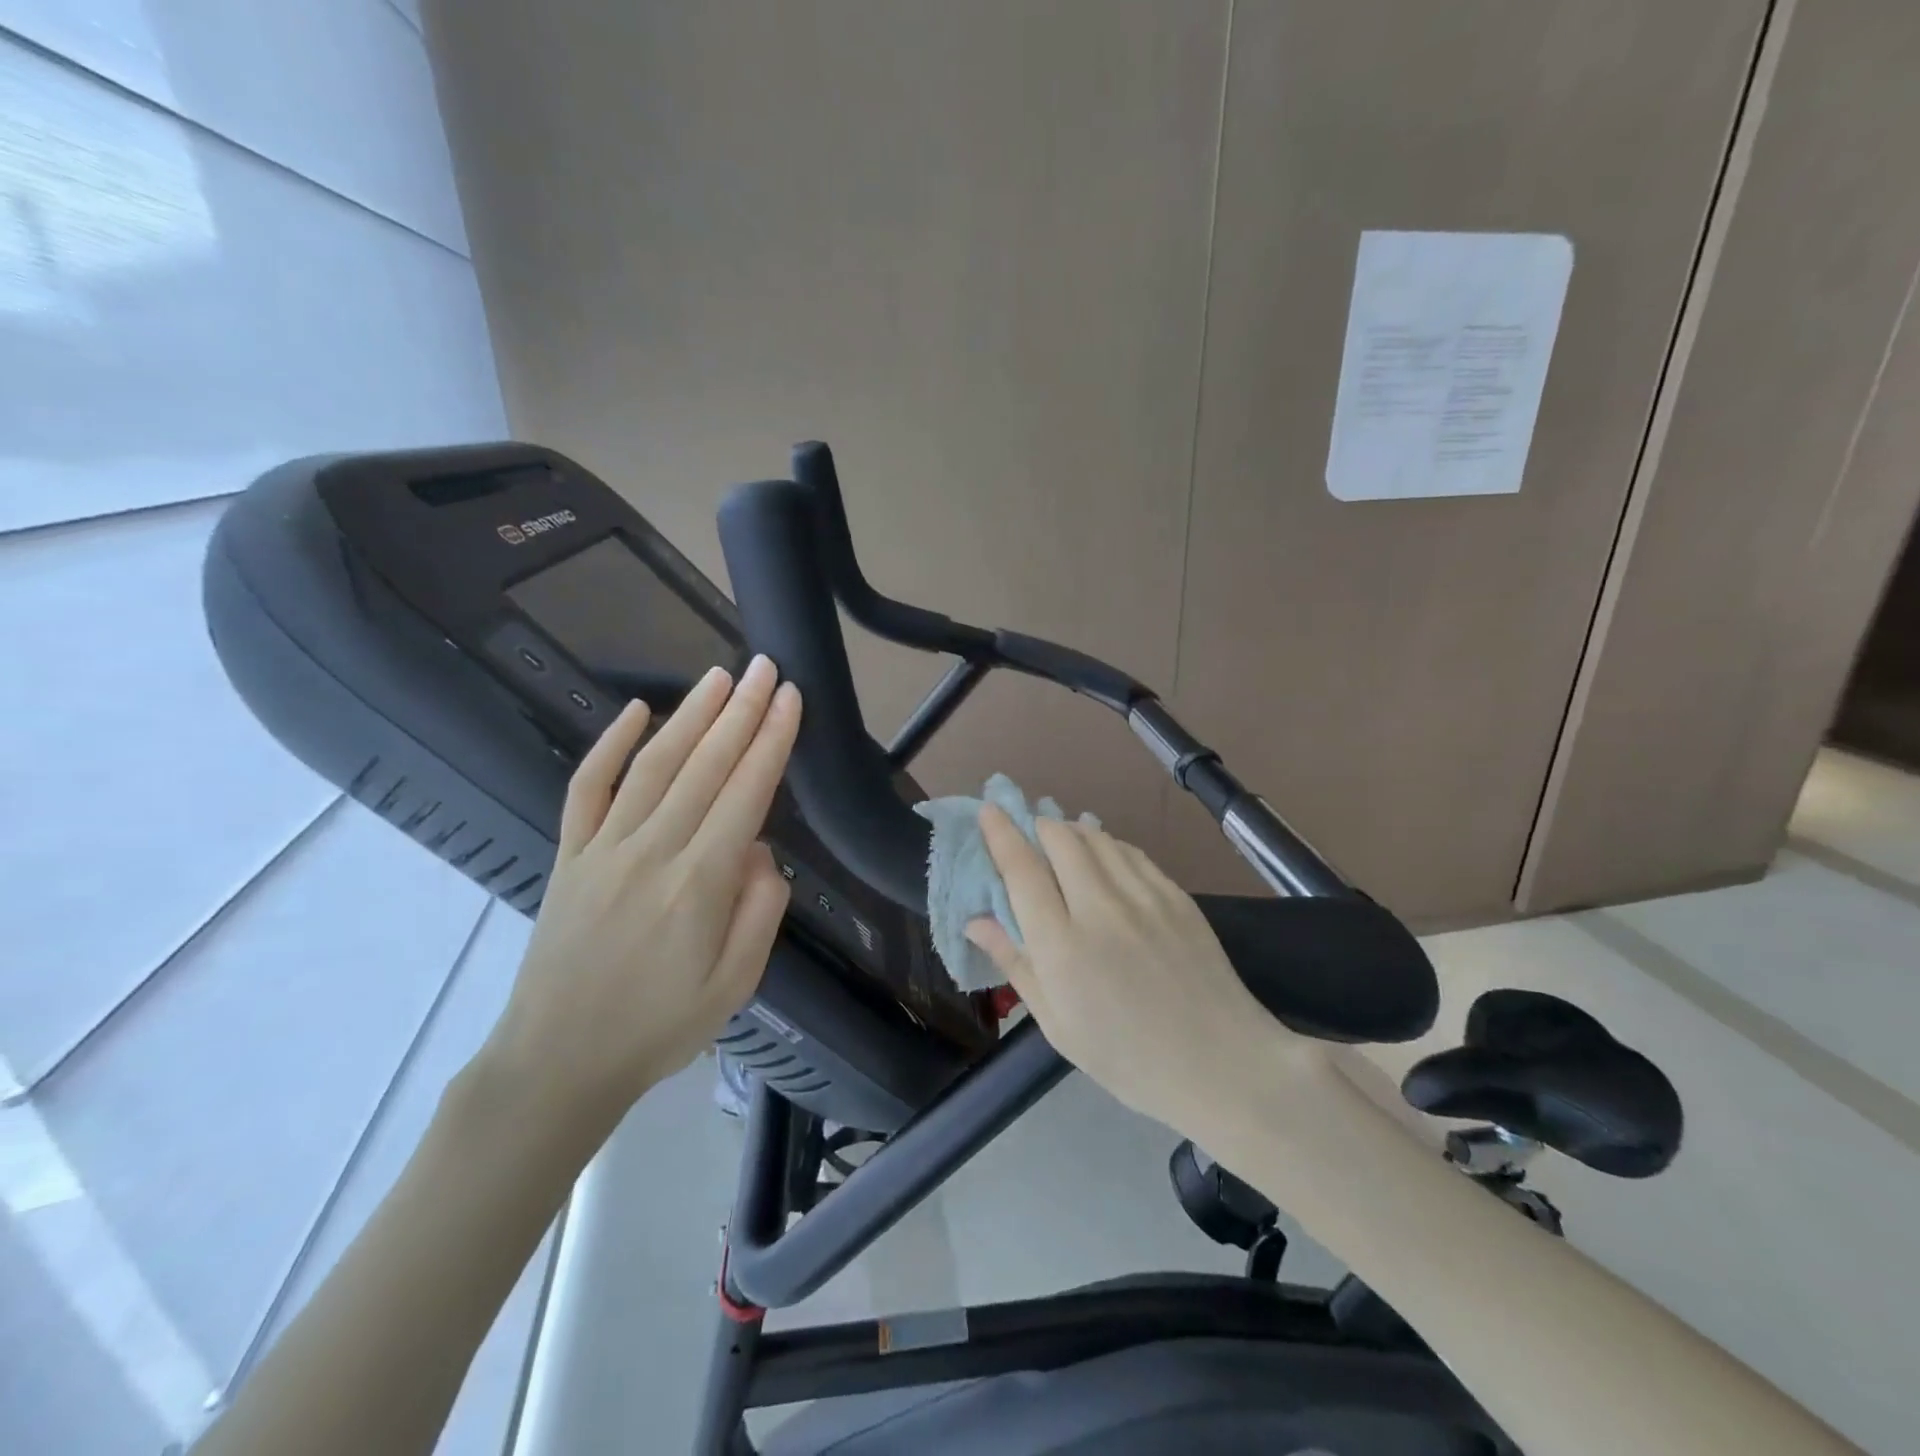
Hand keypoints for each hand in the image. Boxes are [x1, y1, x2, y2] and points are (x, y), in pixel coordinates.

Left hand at [481, 656, 800, 1138]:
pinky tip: (634, 710)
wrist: (558, 1062)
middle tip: (766, 668)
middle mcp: (652, 851)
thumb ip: (761, 910)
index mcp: (699, 884)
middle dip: (742, 711)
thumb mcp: (737, 985)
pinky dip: (610, 745)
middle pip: (705, 766)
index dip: (772, 741)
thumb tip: (763, 849)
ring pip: (653, 765)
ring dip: (690, 715)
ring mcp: (603, 848)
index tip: (791, 698)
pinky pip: (587, 788)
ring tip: (720, 676)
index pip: (746, 793)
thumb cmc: (659, 1028)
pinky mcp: (569, 855)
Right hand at [966, 808, 1319, 1134]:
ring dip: (1071, 831)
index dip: (1001, 834)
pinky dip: (1107, 845)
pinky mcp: (1176, 894)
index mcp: (1062, 946)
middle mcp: (1100, 908)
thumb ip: (1015, 963)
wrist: (1220, 1063)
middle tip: (1029, 836)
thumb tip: (975, 920)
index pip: (1022, 869)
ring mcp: (1143, 896)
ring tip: (1062, 842)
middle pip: (1060, 839)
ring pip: (1097, 837)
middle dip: (1037, 827)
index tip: (988, 810)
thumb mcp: (1057, 1023)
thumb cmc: (1126, 1057)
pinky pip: (1131, 851)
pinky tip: (1104, 858)